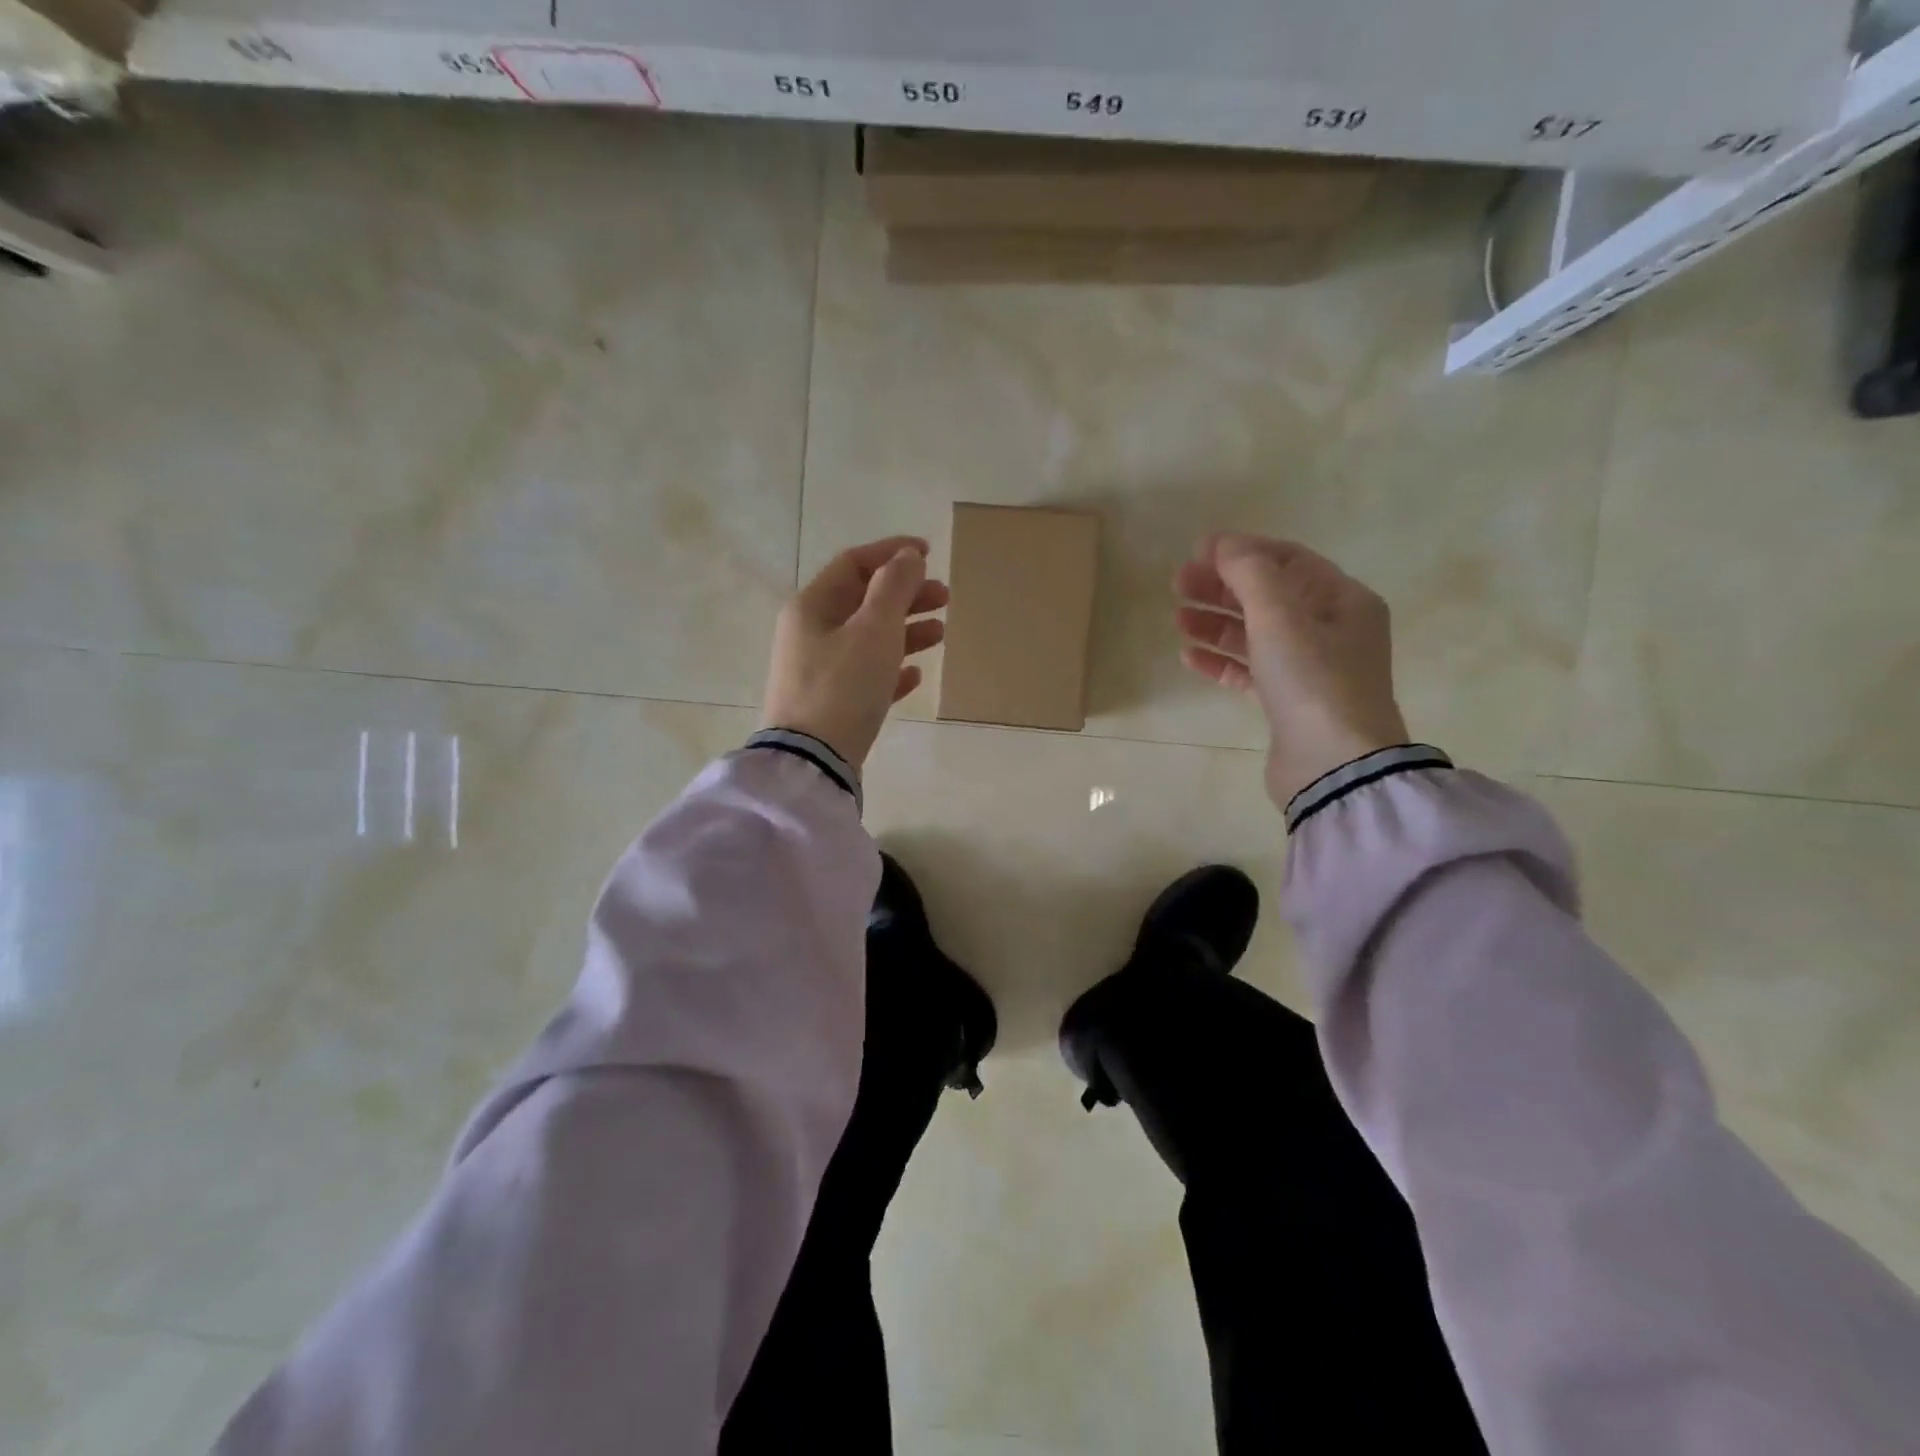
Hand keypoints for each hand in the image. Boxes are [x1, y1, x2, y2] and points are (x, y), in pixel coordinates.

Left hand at [761, 536, 947, 767]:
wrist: (813, 761)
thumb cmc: (843, 686)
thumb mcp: (874, 630)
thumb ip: (894, 588)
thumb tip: (907, 556)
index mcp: (812, 606)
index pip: (854, 564)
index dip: (891, 553)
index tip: (928, 553)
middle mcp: (810, 633)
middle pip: (863, 601)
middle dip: (906, 595)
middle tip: (945, 597)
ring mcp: (818, 671)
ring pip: (868, 638)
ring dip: (905, 630)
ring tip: (941, 633)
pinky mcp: (830, 704)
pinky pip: (865, 675)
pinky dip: (892, 668)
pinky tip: (916, 675)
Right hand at [1175, 533, 1409, 807]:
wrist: (1333, 766)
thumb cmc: (1312, 681)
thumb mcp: (1280, 616)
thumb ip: (1250, 573)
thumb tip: (1223, 544)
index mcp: (1342, 601)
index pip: (1288, 560)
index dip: (1242, 550)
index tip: (1197, 551)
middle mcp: (1331, 630)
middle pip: (1268, 596)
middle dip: (1222, 587)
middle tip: (1177, 584)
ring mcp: (1310, 669)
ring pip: (1255, 634)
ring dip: (1216, 623)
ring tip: (1177, 619)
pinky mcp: (1288, 703)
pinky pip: (1250, 670)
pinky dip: (1221, 660)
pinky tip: (1189, 656)